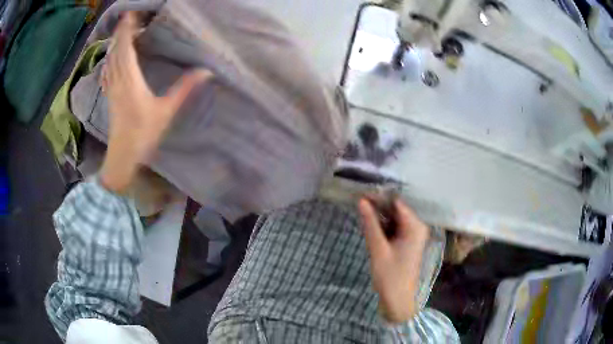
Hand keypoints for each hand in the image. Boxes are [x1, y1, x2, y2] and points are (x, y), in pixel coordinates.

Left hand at [100, 12, 211, 192]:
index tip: (130, 14)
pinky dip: (109, 60)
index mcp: (131, 81)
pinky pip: (107, 72)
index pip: (127, 49)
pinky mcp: (110, 97)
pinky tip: (111, 58)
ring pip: (110, 61)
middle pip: (117, 51)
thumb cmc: (144, 134)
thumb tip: (206, 71)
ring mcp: (112, 89)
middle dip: (121, 32)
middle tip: (127, 17)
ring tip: (121, 32)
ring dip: (115, 44)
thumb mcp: (166, 111)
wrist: (122, 156)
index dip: (128, 30)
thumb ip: (184, 89)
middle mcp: (118, 81)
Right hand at [358, 197, 429, 322]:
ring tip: (361, 212)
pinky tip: (370, 225)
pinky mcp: (407, 242)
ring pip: (394, 218)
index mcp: (415, 226)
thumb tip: (361, 200)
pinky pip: (394, 227)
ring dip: (379, 216)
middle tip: (358, 202)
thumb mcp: (378, 249)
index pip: (397, 203)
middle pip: (396, 209)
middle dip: (378, 206)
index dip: (379, 197)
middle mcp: (417, 227)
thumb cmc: (390, 276)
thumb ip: (370, 223)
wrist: (398, 299)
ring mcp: (413, 234)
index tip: (360, 193)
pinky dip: (383, 226)